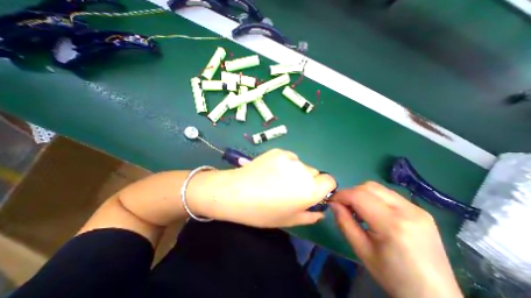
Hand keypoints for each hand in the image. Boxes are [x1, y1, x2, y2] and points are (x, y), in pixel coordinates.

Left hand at [189, 149, 331, 227]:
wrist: (236, 192)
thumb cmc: (262, 212)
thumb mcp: (289, 220)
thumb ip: (310, 215)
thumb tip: (320, 211)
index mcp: (310, 190)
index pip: (330, 181)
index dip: (323, 187)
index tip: (313, 192)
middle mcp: (304, 171)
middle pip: (314, 172)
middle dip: (308, 180)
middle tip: (290, 188)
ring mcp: (290, 158)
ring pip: (301, 165)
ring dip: (295, 172)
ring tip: (277, 179)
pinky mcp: (278, 151)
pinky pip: (289, 158)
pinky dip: (285, 164)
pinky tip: (270, 170)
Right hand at [331, 182, 462, 297]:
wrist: (435, 297)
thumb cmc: (393, 276)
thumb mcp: (361, 250)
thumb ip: (344, 223)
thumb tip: (333, 204)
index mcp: (393, 225)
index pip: (359, 196)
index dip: (341, 195)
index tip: (332, 201)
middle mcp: (408, 211)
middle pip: (368, 187)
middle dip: (351, 193)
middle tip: (344, 206)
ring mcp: (417, 209)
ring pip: (378, 188)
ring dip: (362, 194)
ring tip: (358, 209)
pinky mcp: (420, 210)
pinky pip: (388, 194)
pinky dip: (374, 198)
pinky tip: (373, 212)